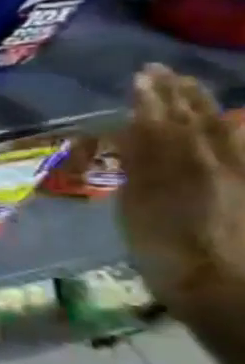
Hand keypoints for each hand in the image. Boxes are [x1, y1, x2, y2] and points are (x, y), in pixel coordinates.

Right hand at [118, 65, 244, 306]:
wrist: (229, 290)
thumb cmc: (171, 252)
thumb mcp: (141, 207)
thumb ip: (142, 164)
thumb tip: (131, 128)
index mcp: (187, 164)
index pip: (164, 121)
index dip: (151, 98)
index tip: (140, 76)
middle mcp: (219, 162)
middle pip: (199, 122)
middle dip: (180, 97)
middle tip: (163, 73)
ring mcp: (239, 177)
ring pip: (224, 134)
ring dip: (206, 110)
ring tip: (192, 93)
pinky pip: (238, 152)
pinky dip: (228, 135)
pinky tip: (225, 130)